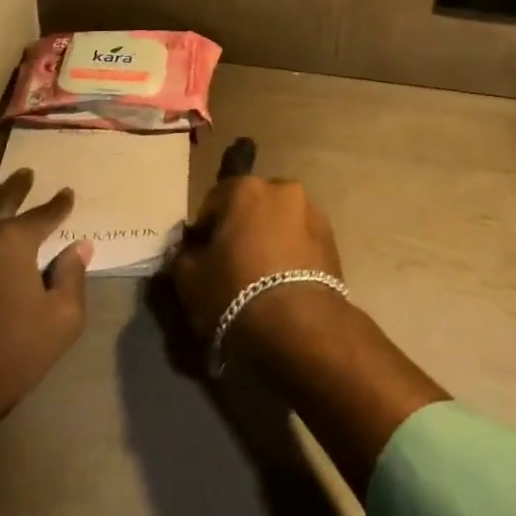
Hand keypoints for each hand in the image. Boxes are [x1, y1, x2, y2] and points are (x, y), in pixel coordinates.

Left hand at [0, 170, 91, 454]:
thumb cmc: (7, 358)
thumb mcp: (61, 322)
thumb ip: (72, 277)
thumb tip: (79, 246)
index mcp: (13, 241)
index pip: (43, 213)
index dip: (59, 204)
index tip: (67, 194)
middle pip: (0, 198)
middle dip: (17, 186)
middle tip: (26, 174)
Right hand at [167, 174, 445, 499]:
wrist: (301, 327)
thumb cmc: (236, 294)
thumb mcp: (190, 280)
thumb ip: (183, 255)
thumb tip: (187, 249)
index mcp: (245, 187)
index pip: (213, 202)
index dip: (205, 231)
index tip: (202, 259)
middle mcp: (282, 188)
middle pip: (251, 207)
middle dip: (241, 229)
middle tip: (232, 266)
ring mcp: (311, 211)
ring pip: (278, 222)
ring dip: (268, 239)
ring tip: (261, 278)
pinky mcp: (332, 238)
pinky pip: (300, 240)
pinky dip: (290, 254)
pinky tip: (282, 284)